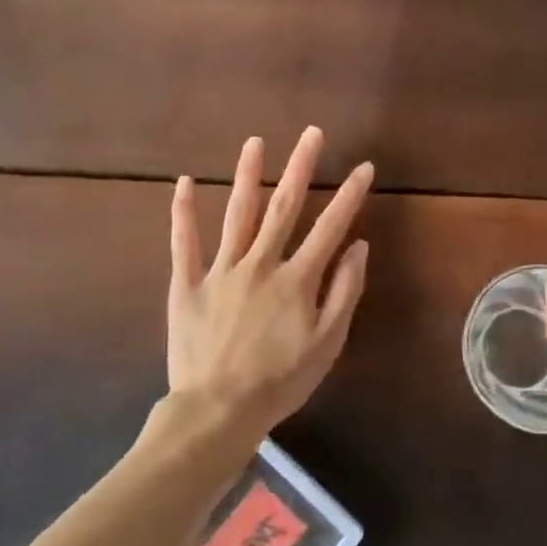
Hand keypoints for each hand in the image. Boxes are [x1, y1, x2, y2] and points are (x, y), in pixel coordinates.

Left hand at [167, 127, 373, 436]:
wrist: (218, 412)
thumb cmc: (280, 380)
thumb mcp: (327, 343)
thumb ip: (344, 291)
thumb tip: (358, 246)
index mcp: (296, 279)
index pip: (330, 227)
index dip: (349, 195)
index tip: (363, 167)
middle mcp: (261, 263)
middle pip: (284, 206)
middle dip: (300, 167)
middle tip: (311, 133)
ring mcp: (221, 271)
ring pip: (237, 214)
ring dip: (247, 175)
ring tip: (254, 142)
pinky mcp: (187, 285)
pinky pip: (184, 244)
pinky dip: (183, 212)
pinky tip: (183, 182)